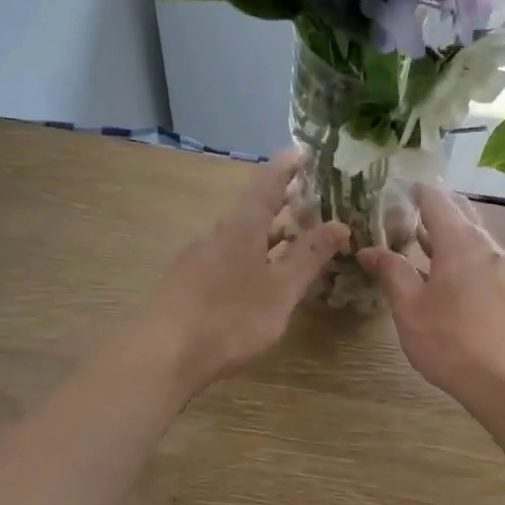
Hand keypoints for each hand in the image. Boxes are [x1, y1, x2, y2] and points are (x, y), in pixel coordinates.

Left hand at [142, 152, 348, 391]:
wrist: (164, 353)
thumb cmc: (230, 317)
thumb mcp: (280, 289)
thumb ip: (309, 257)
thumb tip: (340, 224)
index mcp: (242, 227)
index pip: (267, 184)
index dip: (286, 167)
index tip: (303, 151)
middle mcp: (217, 234)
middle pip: (252, 208)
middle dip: (280, 202)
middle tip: (308, 197)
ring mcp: (199, 257)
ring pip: (239, 234)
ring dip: (266, 232)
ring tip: (292, 235)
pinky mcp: (189, 281)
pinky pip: (227, 255)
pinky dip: (251, 254)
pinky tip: (258, 274)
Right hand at [358, 186, 504, 403]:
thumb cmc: (453, 340)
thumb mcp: (410, 307)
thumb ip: (391, 272)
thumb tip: (369, 250)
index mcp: (460, 240)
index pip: (435, 198)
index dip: (411, 190)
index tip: (387, 190)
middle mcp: (484, 244)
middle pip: (457, 211)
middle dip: (428, 208)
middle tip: (395, 215)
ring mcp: (498, 267)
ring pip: (468, 235)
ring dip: (441, 233)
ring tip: (408, 240)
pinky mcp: (504, 288)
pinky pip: (475, 257)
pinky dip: (453, 253)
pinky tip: (434, 273)